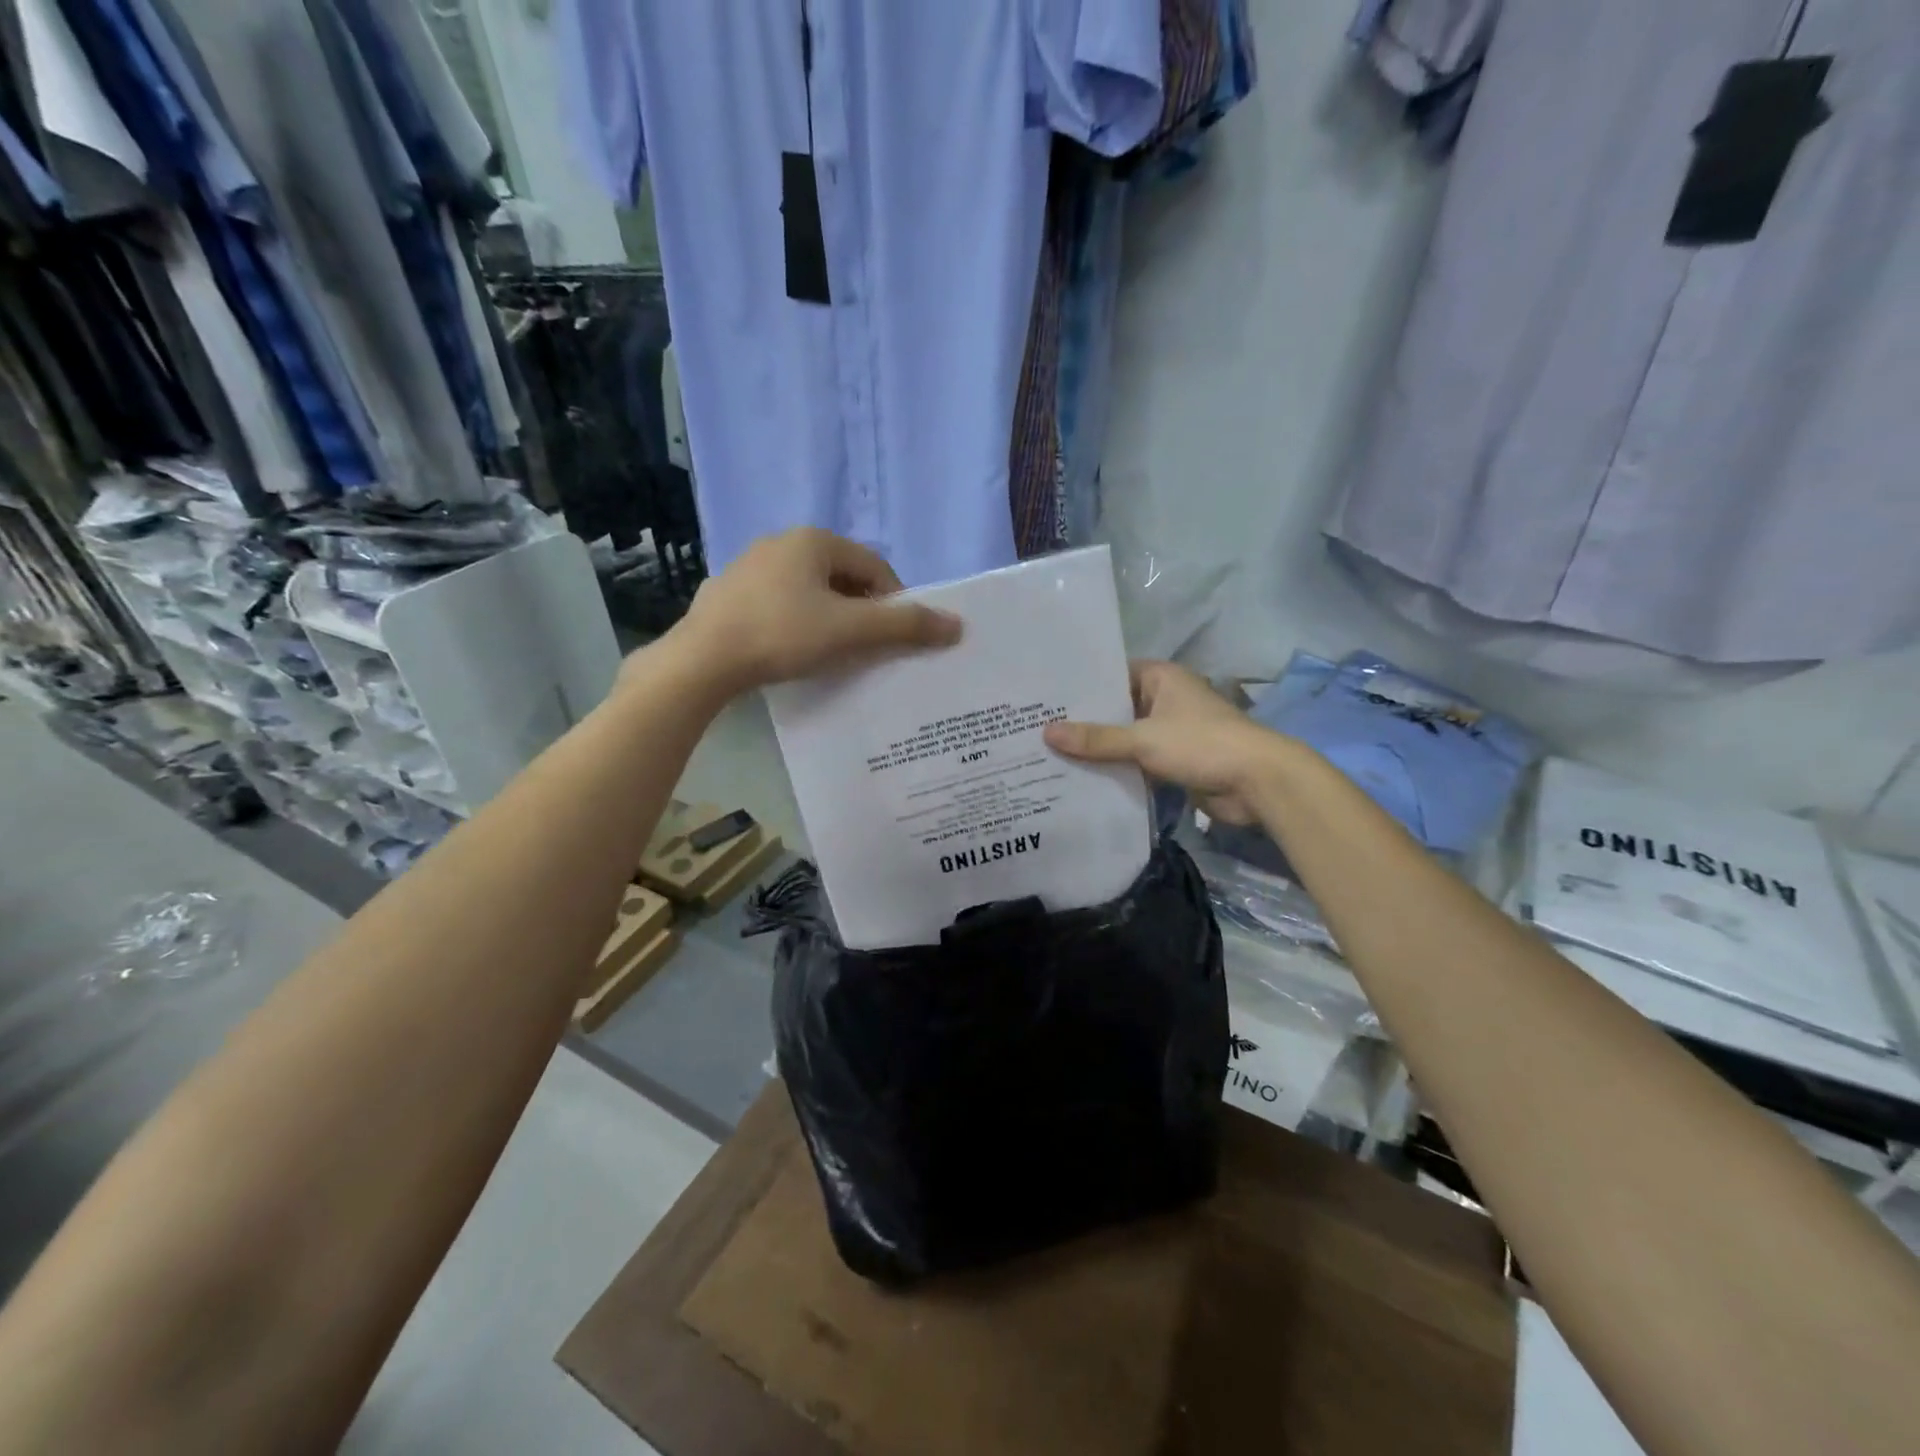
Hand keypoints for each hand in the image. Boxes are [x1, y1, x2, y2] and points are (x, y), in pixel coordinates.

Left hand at [670, 528, 961, 694]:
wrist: (702, 660)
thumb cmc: (783, 635)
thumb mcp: (851, 631)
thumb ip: (905, 626)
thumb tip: (957, 625)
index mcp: (813, 540)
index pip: (874, 567)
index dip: (894, 602)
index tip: (896, 638)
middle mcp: (781, 542)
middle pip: (842, 577)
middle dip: (862, 611)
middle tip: (867, 648)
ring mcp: (749, 566)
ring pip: (810, 591)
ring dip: (830, 618)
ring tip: (832, 654)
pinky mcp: (728, 593)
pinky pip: (779, 604)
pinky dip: (797, 623)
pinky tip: (792, 651)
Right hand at [1044, 661, 1284, 824]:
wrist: (1258, 782)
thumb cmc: (1202, 744)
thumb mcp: (1143, 739)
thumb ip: (1096, 739)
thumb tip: (1046, 733)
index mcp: (1161, 678)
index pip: (1111, 674)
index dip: (1081, 686)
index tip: (1045, 697)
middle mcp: (1164, 699)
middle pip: (1116, 708)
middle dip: (1084, 722)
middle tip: (1037, 729)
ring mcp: (1171, 731)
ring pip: (1125, 738)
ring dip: (1099, 749)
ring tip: (1051, 755)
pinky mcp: (1175, 761)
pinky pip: (1137, 761)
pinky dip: (1117, 769)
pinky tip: (1083, 779)